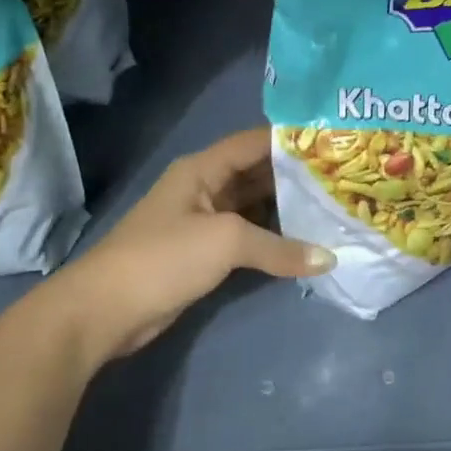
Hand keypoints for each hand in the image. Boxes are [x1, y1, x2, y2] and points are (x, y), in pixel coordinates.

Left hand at [58, 128, 333, 358]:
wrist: (106, 310)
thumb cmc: (163, 258)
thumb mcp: (225, 242)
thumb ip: (279, 248)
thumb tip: (329, 259)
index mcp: (202, 169)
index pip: (254, 142)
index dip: (292, 140)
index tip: (335, 143)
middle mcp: (204, 188)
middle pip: (258, 174)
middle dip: (297, 177)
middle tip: (344, 180)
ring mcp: (204, 223)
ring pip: (255, 208)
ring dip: (289, 211)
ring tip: (334, 209)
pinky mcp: (205, 254)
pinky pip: (248, 238)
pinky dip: (275, 241)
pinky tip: (306, 244)